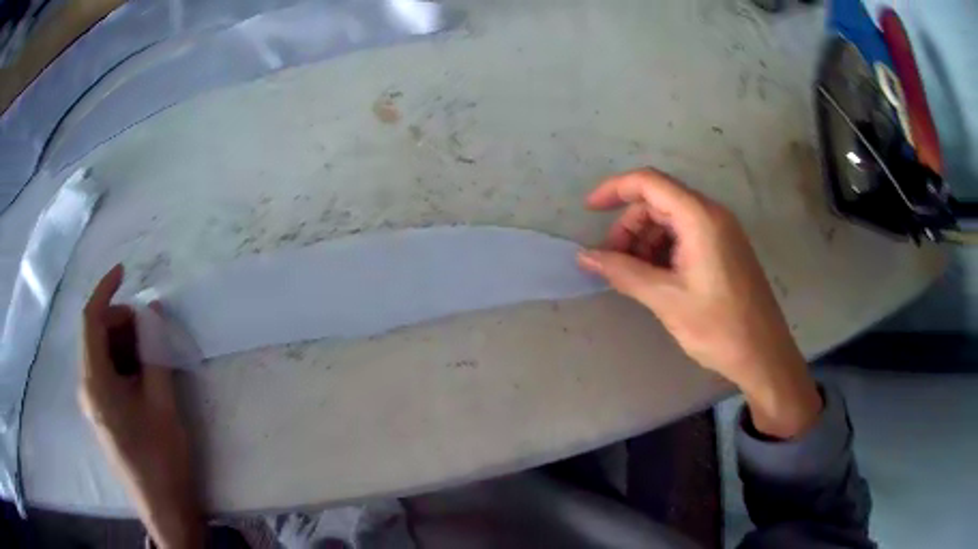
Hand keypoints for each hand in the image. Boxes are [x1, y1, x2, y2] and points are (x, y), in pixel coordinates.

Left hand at [79, 265, 202, 548]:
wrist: (164, 508)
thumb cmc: (161, 457)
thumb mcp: (162, 402)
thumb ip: (155, 353)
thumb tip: (153, 313)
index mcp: (95, 381)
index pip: (90, 319)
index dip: (105, 290)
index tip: (124, 272)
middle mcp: (86, 387)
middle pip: (96, 335)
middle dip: (122, 323)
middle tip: (153, 331)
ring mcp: (93, 402)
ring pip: (102, 354)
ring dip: (125, 344)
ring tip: (154, 357)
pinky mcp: (102, 413)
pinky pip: (107, 373)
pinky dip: (124, 364)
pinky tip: (146, 378)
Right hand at [578, 169, 821, 438]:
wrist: (764, 355)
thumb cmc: (718, 327)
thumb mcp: (666, 299)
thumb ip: (623, 272)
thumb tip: (584, 256)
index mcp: (700, 218)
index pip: (649, 182)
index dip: (614, 190)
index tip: (588, 211)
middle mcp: (712, 214)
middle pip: (658, 201)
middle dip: (630, 227)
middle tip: (614, 263)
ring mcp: (721, 231)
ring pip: (671, 220)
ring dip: (645, 241)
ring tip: (634, 277)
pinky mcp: (724, 249)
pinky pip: (686, 236)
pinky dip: (663, 251)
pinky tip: (656, 279)